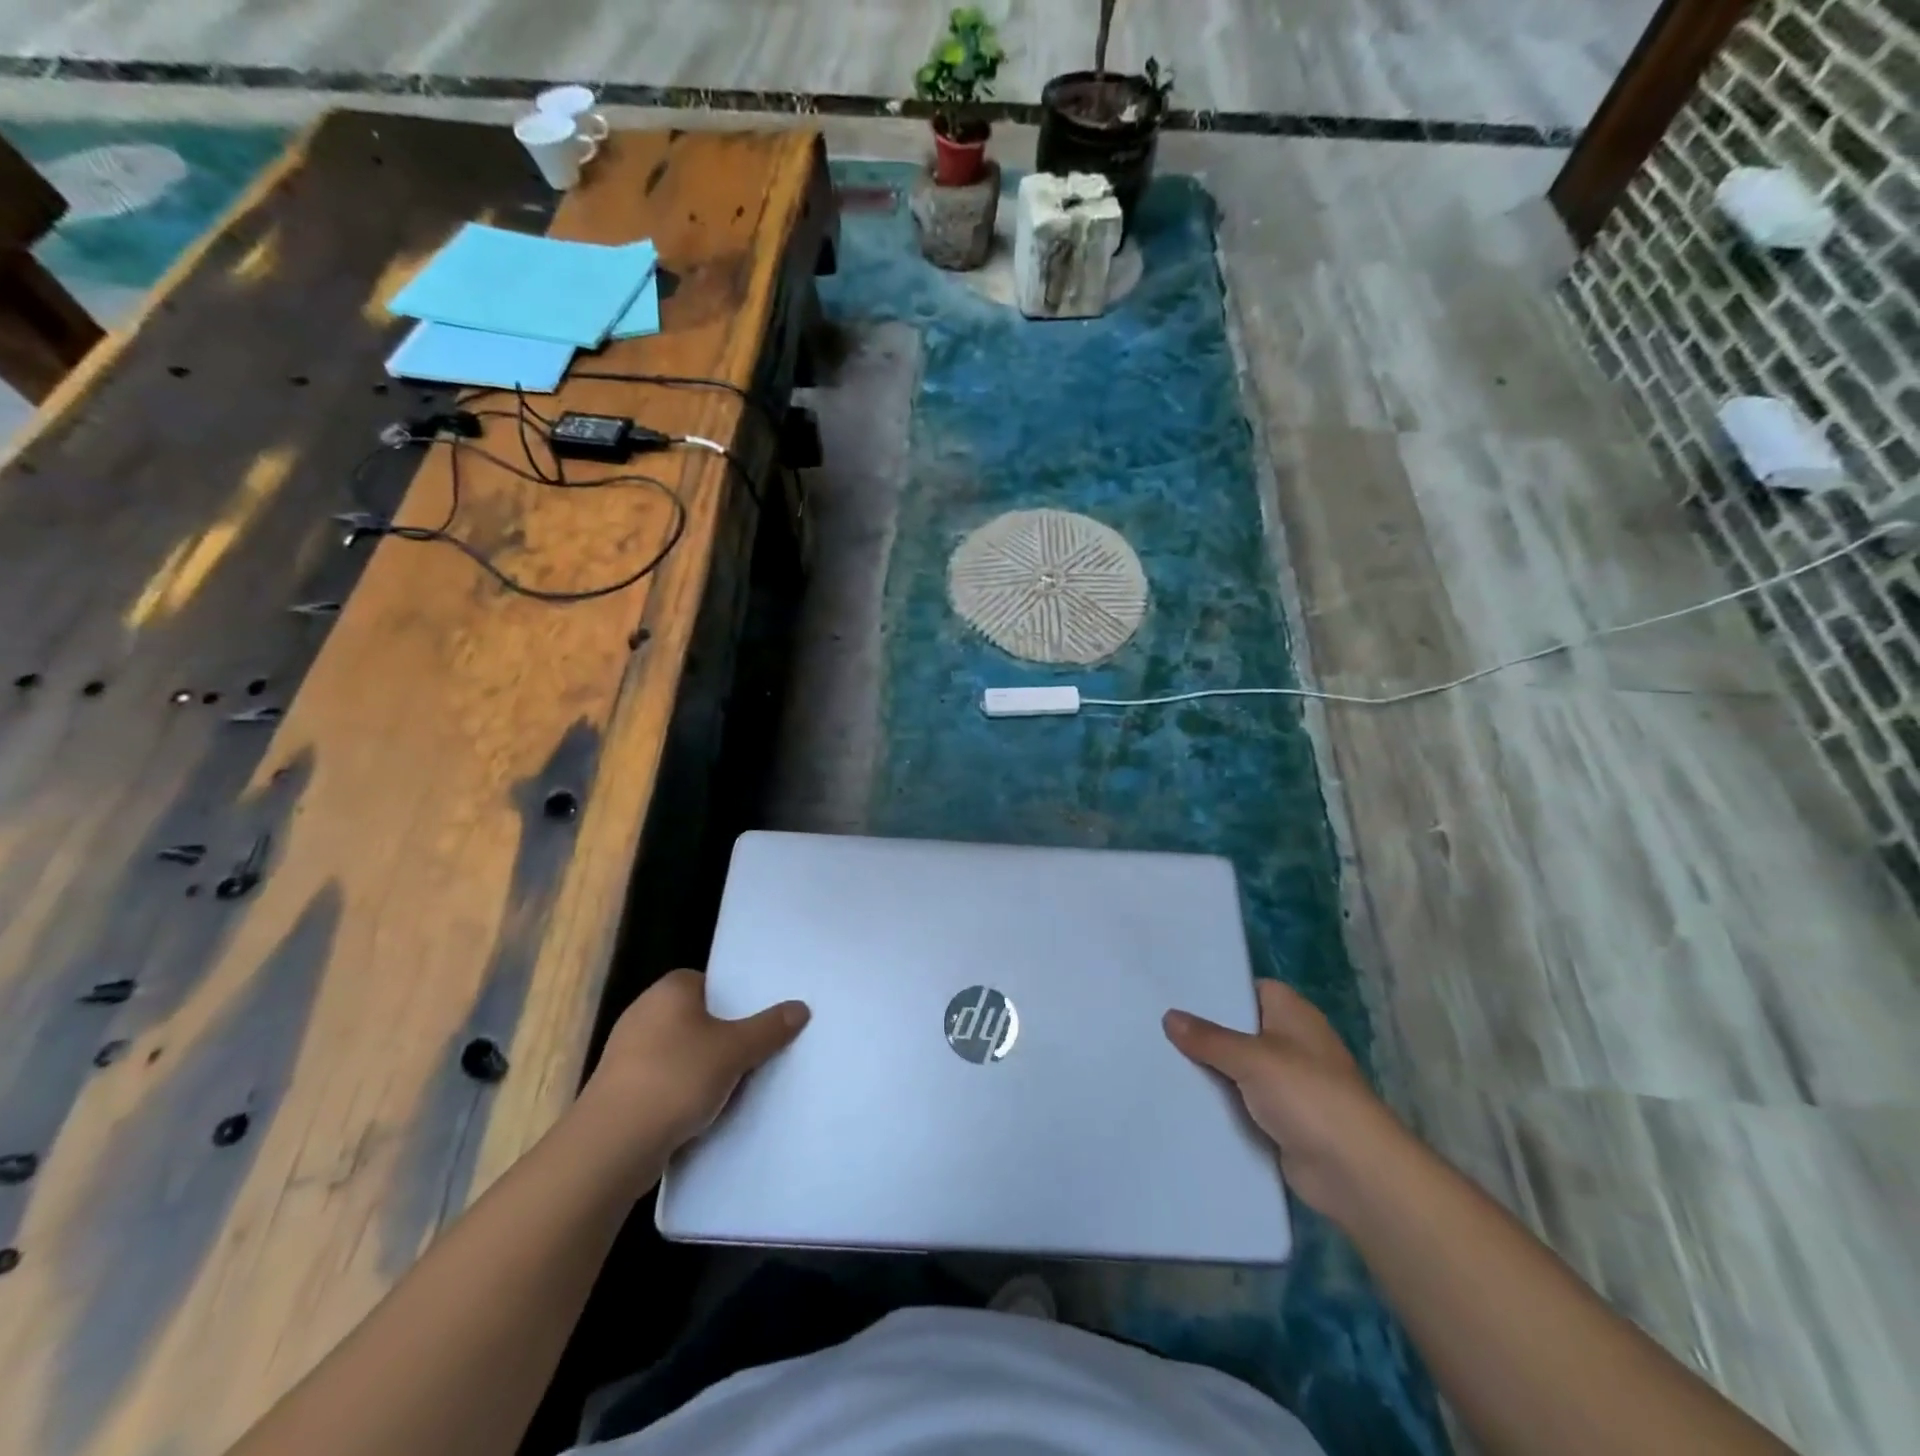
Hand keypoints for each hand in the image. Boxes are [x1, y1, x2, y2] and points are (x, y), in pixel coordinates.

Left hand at [581, 969, 809, 1156]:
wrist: (611, 1146)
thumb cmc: (675, 1079)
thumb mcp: (735, 1050)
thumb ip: (769, 1028)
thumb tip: (800, 1008)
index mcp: (669, 989)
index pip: (711, 982)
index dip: (737, 999)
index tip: (762, 1019)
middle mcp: (644, 1012)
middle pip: (699, 1017)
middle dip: (725, 1034)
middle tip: (759, 1049)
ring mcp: (628, 1052)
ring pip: (683, 1051)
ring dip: (705, 1066)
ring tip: (740, 1083)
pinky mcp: (621, 1089)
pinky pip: (666, 1080)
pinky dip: (685, 1091)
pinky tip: (707, 1110)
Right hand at [1164, 980, 1399, 1218]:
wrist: (1354, 1172)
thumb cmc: (1308, 1095)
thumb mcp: (1251, 1058)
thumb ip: (1208, 1038)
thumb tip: (1169, 1016)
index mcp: (1292, 1014)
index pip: (1249, 988)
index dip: (1216, 989)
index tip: (1174, 990)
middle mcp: (1291, 1043)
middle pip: (1238, 1030)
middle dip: (1203, 1032)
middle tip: (1154, 1024)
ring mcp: (1287, 1085)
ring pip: (1236, 1069)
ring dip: (1208, 1071)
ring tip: (1155, 1057)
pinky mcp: (1280, 1121)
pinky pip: (1241, 1103)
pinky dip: (1219, 1104)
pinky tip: (1180, 1098)